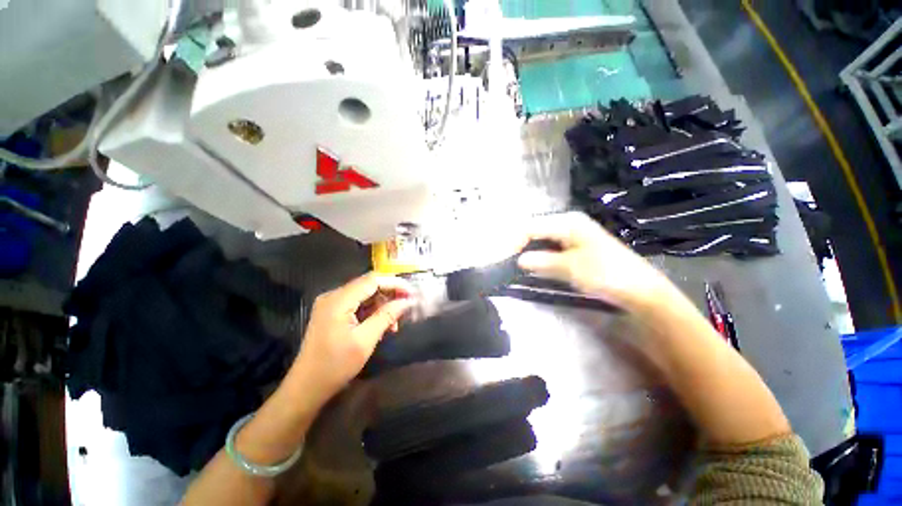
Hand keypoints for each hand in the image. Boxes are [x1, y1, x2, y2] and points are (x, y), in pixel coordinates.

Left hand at [292, 272, 414, 403]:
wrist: (306, 387)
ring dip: (382, 305)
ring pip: (365, 295)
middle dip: (390, 295)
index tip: (412, 294)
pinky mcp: (332, 312)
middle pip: (368, 285)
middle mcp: (333, 296)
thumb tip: (407, 301)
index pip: (372, 280)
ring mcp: (331, 304)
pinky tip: (381, 325)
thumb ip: (387, 316)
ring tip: (394, 324)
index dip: (395, 283)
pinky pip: (357, 304)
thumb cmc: (335, 366)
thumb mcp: (365, 340)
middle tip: (406, 309)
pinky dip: (372, 311)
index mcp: (339, 300)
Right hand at [517, 212, 676, 312]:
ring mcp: (573, 235)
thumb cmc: (605, 273)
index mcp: (567, 222)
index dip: (515, 241)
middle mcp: (569, 224)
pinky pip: (551, 248)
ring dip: (530, 251)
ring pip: (542, 240)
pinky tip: (536, 266)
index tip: (506, 260)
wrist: (639, 290)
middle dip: (520, 245)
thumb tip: (519, 260)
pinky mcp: (577, 247)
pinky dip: (541, 257)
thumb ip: (541, 261)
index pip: (531, 226)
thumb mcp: (569, 267)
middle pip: (535, 231)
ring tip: (518, 265)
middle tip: (509, 263)